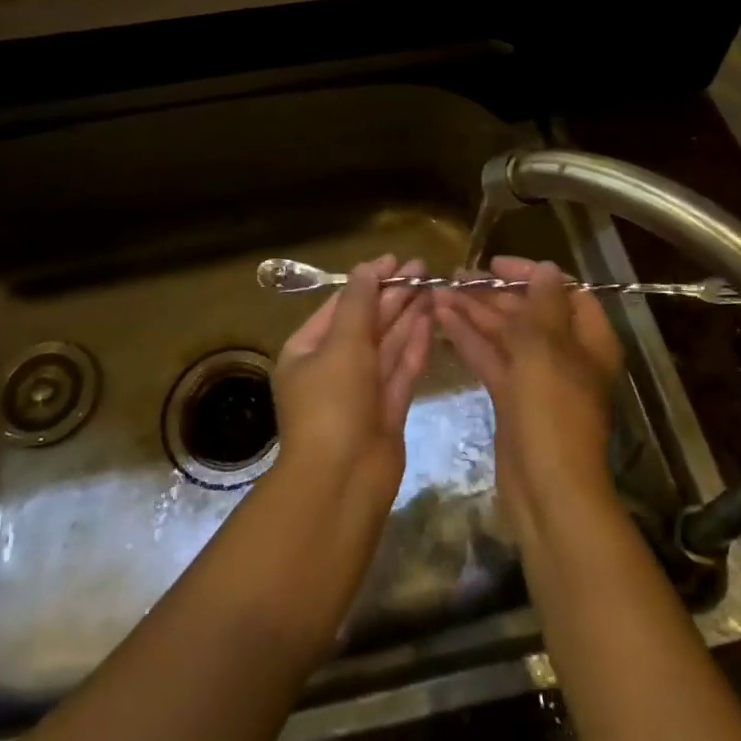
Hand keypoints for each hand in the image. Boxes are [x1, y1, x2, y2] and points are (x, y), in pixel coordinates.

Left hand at [272, 256, 432, 502]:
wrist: (342, 480)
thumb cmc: (332, 403)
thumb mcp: (342, 344)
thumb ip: (359, 304)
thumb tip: (367, 268)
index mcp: (307, 350)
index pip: (340, 305)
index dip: (368, 280)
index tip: (395, 259)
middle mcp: (332, 367)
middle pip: (366, 323)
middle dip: (393, 295)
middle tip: (423, 269)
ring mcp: (361, 391)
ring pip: (387, 345)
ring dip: (407, 316)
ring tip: (433, 287)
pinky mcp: (387, 410)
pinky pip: (401, 369)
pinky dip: (414, 346)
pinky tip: (431, 321)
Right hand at [433, 257, 624, 545]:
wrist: (547, 488)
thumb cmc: (553, 409)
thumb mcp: (547, 347)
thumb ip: (543, 302)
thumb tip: (545, 268)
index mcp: (587, 338)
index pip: (561, 290)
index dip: (529, 273)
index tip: (494, 264)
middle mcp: (565, 353)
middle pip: (528, 311)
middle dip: (492, 293)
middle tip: (453, 277)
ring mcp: (537, 377)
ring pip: (504, 335)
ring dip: (474, 314)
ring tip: (437, 293)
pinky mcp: (513, 398)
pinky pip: (491, 359)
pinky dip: (469, 340)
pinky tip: (442, 321)